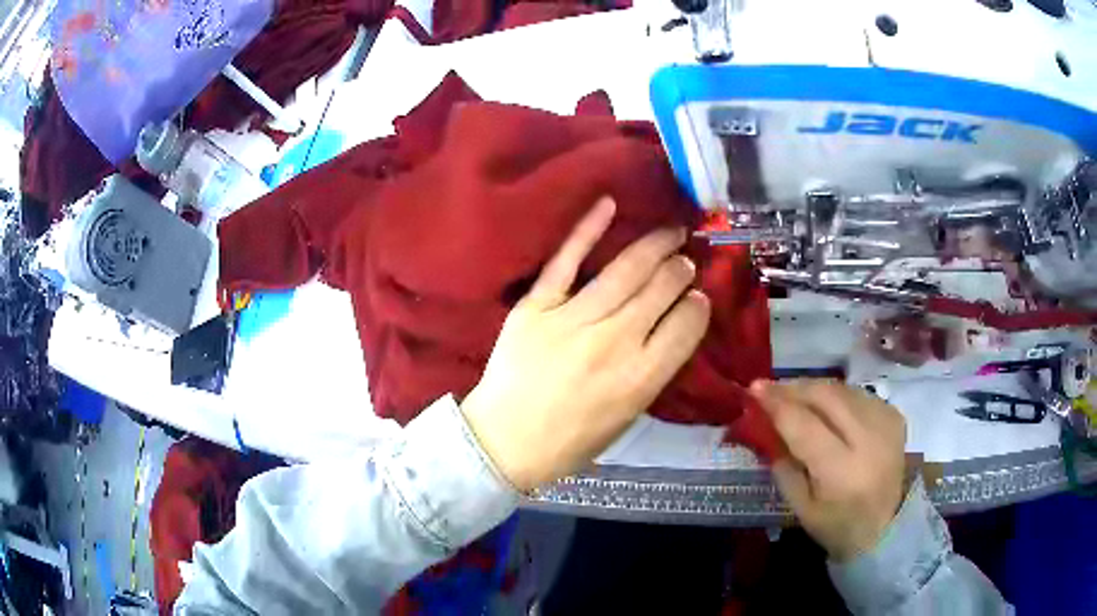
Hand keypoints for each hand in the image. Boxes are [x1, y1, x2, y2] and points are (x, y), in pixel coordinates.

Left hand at [461, 198, 710, 491]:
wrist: (505, 441)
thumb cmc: (571, 439)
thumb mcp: (627, 416)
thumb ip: (653, 370)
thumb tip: (673, 325)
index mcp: (640, 378)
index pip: (686, 325)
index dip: (698, 306)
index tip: (697, 297)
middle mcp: (614, 343)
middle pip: (660, 289)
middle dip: (680, 270)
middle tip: (683, 261)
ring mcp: (571, 320)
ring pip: (625, 270)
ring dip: (654, 246)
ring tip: (670, 233)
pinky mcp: (535, 307)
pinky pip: (565, 261)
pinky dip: (587, 230)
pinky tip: (609, 205)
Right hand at [751, 379, 906, 561]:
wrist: (887, 527)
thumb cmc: (837, 526)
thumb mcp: (801, 507)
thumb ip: (783, 466)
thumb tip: (765, 427)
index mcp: (842, 472)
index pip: (805, 426)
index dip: (778, 404)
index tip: (754, 388)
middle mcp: (868, 440)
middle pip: (827, 397)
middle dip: (794, 388)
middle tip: (770, 387)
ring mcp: (886, 424)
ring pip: (843, 390)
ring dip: (815, 389)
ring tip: (794, 395)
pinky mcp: (894, 416)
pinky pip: (859, 394)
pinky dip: (837, 395)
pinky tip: (826, 406)